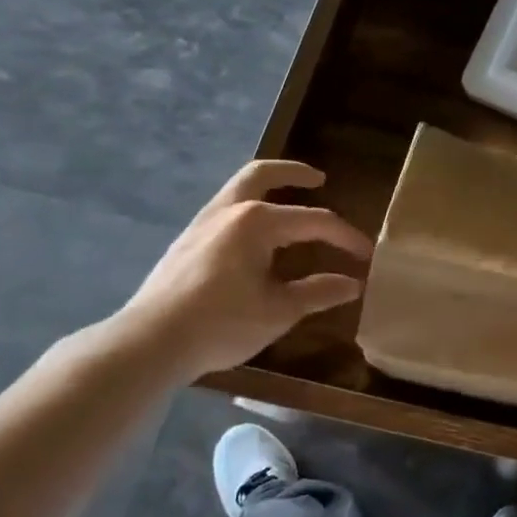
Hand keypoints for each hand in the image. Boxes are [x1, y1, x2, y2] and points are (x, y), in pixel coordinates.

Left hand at [115, 160, 372, 382]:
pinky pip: (225, 208)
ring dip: (267, 187)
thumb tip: (352, 284)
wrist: (150, 343)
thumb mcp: (279, 311)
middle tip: (319, 179)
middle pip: (263, 174)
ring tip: (288, 202)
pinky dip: (248, 207)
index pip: (315, 221)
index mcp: (258, 222)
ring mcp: (202, 223)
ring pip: (238, 188)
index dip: (345, 238)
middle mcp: (230, 210)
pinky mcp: (187, 240)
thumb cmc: (221, 323)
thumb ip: (318, 292)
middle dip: (294, 173)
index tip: (366, 255)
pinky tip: (255, 235)